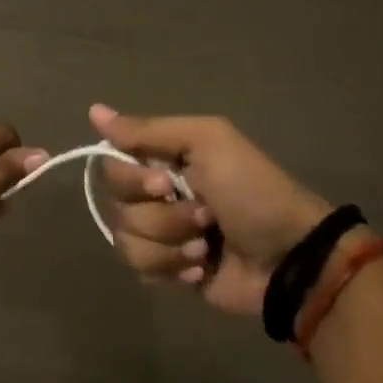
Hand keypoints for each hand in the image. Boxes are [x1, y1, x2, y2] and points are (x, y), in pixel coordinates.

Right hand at [90, 104, 330, 315]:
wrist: (288, 256)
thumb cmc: (251, 191)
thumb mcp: (207, 142)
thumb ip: (149, 129)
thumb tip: (93, 110)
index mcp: (164, 160)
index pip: (112, 166)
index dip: (132, 179)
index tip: (165, 183)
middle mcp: (157, 194)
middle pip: (118, 207)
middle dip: (162, 216)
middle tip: (204, 216)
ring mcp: (163, 235)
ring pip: (127, 242)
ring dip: (170, 244)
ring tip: (205, 246)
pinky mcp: (169, 271)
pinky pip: (141, 270)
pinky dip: (172, 268)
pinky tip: (201, 268)